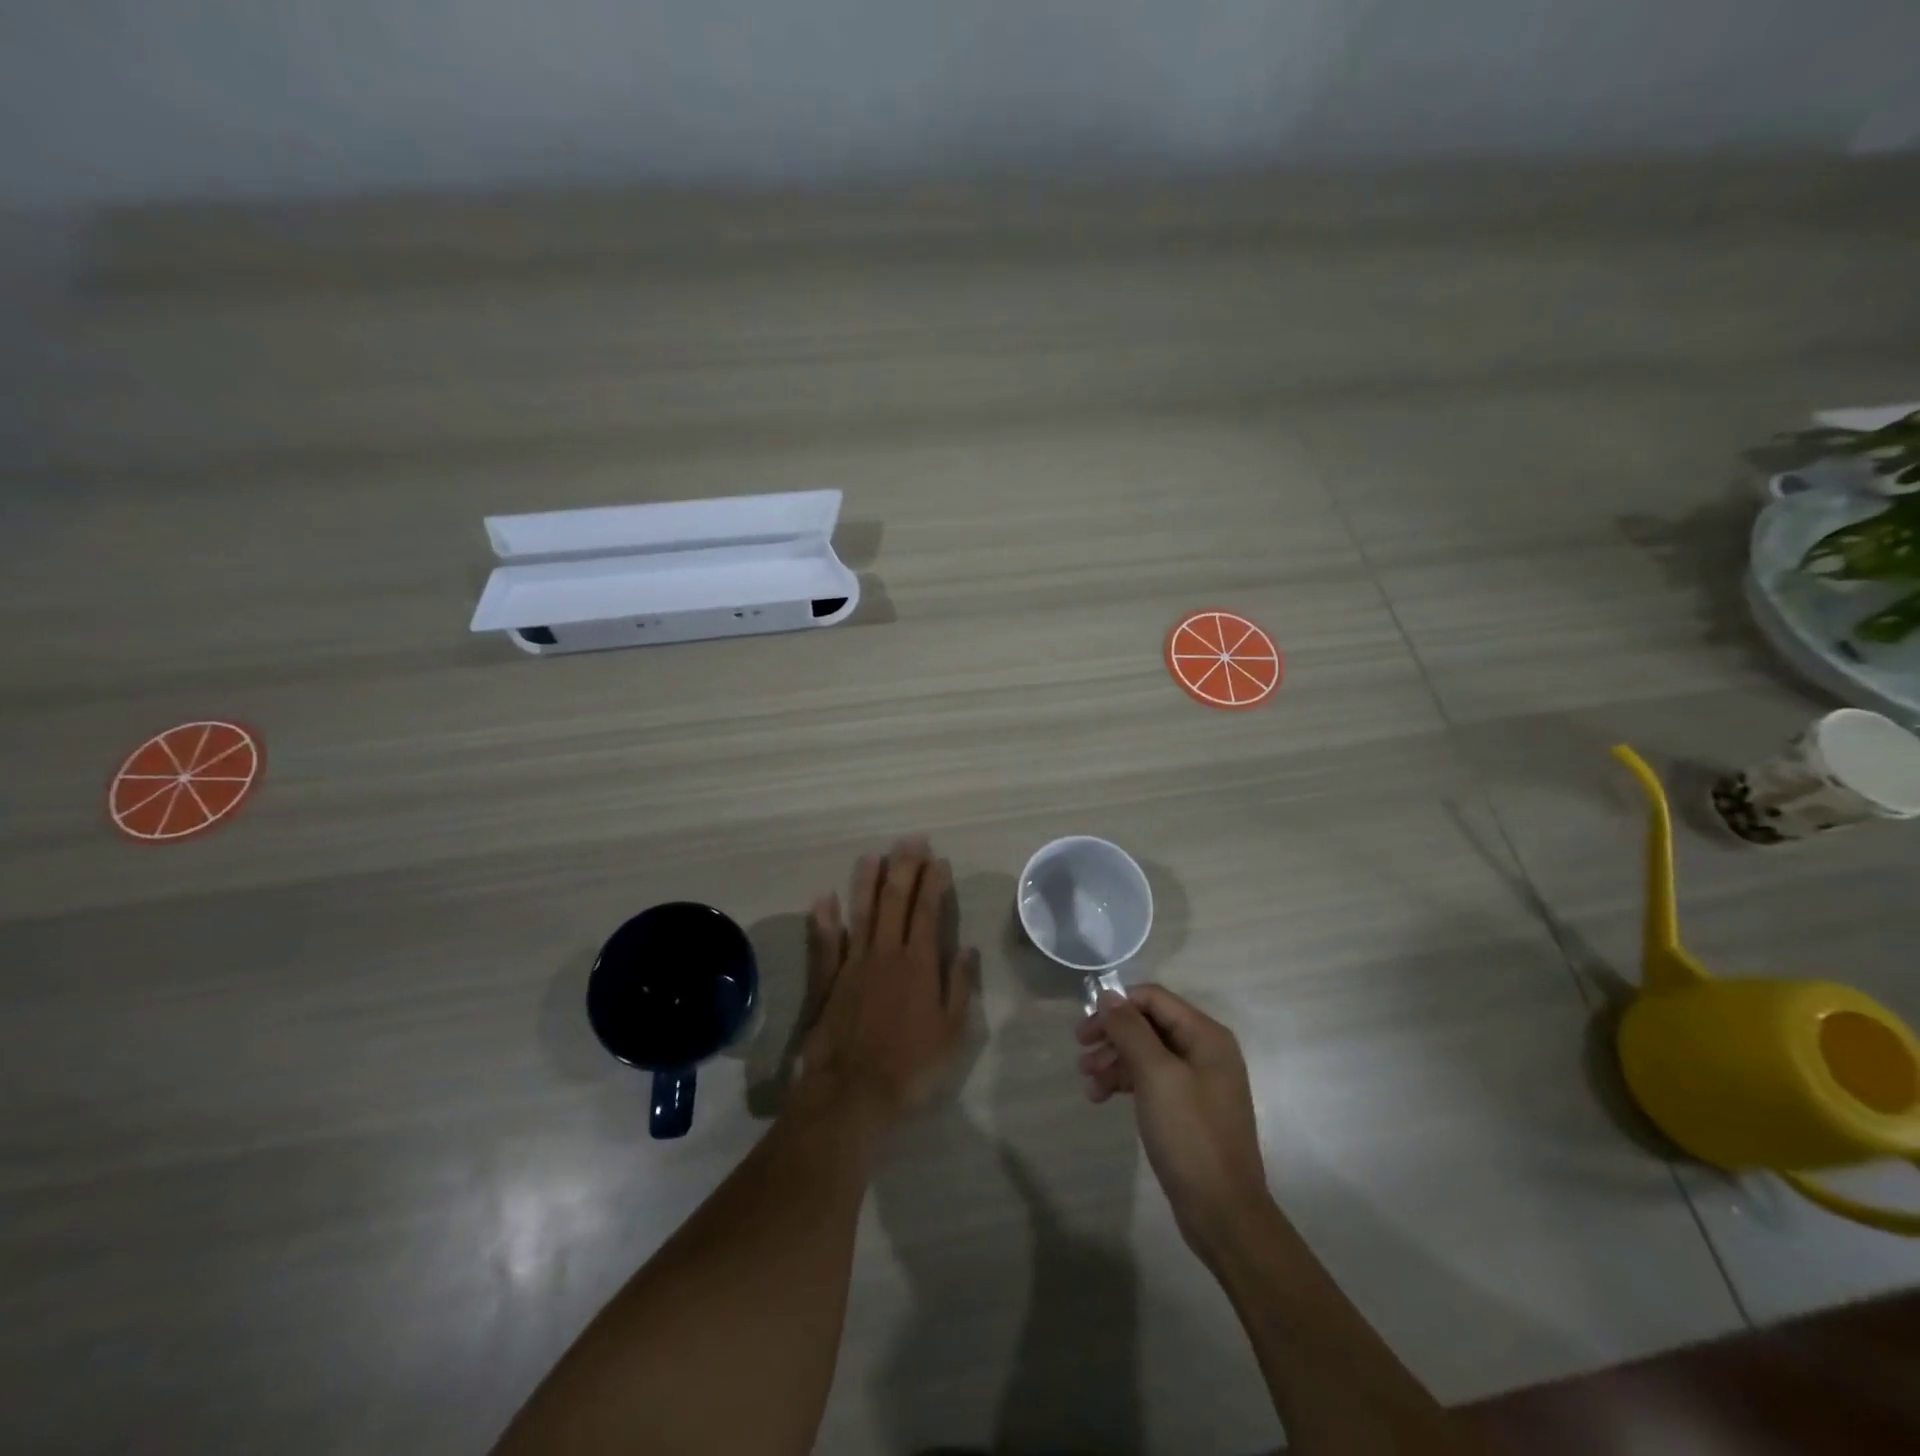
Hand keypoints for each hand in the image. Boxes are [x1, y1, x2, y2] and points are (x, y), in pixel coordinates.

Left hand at [799, 837, 977, 1122]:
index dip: (933, 882)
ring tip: (872, 855)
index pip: (928, 911)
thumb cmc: (911, 1067)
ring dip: (866, 881)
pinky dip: (823, 920)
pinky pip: (824, 944)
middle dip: (904, 867)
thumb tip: (967, 948)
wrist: (852, 1094)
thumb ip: (959, 986)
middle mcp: (885, 954)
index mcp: (918, 964)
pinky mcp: (827, 982)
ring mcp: (852, 965)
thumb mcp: (952, 1032)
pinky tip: (823, 898)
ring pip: (860, 912)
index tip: (938, 859)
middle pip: (894, 901)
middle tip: (911, 840)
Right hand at [1077, 985, 1274, 1258]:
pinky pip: (1152, 1080)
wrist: (1223, 1212)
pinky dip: (1126, 1083)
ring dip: (1114, 1061)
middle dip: (1113, 1035)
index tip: (1086, 1027)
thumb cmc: (1190, 1135)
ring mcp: (1199, 1081)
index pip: (1154, 998)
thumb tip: (1108, 995)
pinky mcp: (1189, 1109)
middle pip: (1149, 1025)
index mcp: (1206, 1036)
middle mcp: (1206, 1051)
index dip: (1118, 1005)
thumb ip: (1130, 1030)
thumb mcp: (1156, 1075)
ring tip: (1088, 1082)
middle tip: (1080, 1053)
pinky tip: (1102, 1097)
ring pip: (1147, 1053)